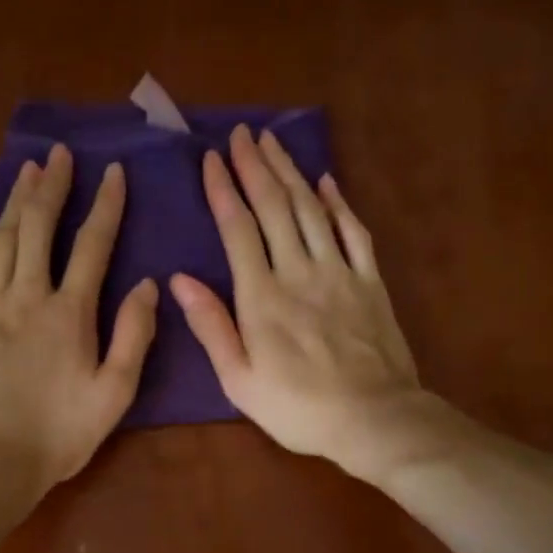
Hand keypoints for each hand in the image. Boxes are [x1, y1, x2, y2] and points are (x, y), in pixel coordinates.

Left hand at [0, 145, 158, 494]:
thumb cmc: (58, 434)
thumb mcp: (113, 393)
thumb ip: (133, 336)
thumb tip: (148, 285)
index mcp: (70, 313)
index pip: (93, 245)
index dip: (106, 206)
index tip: (113, 172)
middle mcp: (27, 296)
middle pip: (40, 227)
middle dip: (53, 186)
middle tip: (59, 154)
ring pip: (2, 238)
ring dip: (16, 200)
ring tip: (26, 170)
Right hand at [170, 126, 424, 479]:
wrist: (374, 418)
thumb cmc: (298, 408)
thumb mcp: (240, 381)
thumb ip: (211, 327)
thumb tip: (179, 280)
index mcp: (262, 297)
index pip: (238, 229)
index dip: (224, 190)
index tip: (212, 158)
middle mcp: (299, 272)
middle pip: (275, 207)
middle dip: (256, 166)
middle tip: (243, 134)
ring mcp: (339, 273)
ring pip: (311, 210)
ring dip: (292, 172)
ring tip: (275, 142)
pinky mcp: (370, 282)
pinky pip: (354, 232)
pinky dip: (339, 204)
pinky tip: (327, 182)